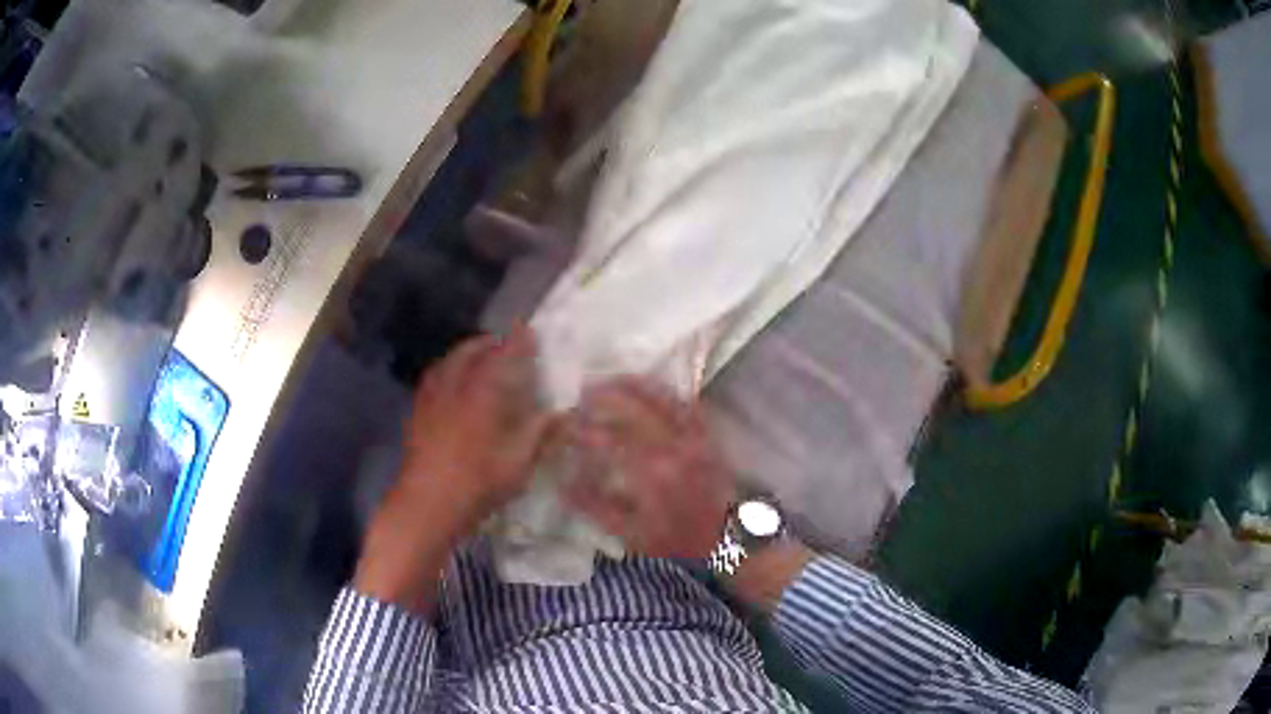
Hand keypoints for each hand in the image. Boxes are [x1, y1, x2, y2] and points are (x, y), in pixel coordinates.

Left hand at [355, 328, 552, 613]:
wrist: (426, 504)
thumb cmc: (476, 485)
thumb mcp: (517, 464)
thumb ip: (539, 434)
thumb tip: (563, 413)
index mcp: (480, 396)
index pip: (501, 357)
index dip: (516, 342)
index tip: (528, 329)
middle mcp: (452, 388)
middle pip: (468, 352)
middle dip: (487, 342)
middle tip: (503, 343)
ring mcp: (430, 400)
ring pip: (446, 362)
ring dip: (464, 353)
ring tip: (477, 357)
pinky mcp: (417, 414)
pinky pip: (432, 378)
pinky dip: (446, 369)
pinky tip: (451, 384)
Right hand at [563, 378, 735, 559]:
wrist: (723, 544)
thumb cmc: (674, 543)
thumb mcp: (628, 533)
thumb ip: (594, 505)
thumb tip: (563, 481)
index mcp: (652, 474)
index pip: (610, 439)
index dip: (584, 429)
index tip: (566, 424)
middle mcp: (674, 449)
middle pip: (635, 410)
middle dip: (606, 396)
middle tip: (583, 392)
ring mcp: (695, 440)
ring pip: (664, 400)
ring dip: (636, 386)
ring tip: (612, 380)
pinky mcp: (709, 440)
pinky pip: (690, 407)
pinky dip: (669, 395)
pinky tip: (653, 390)